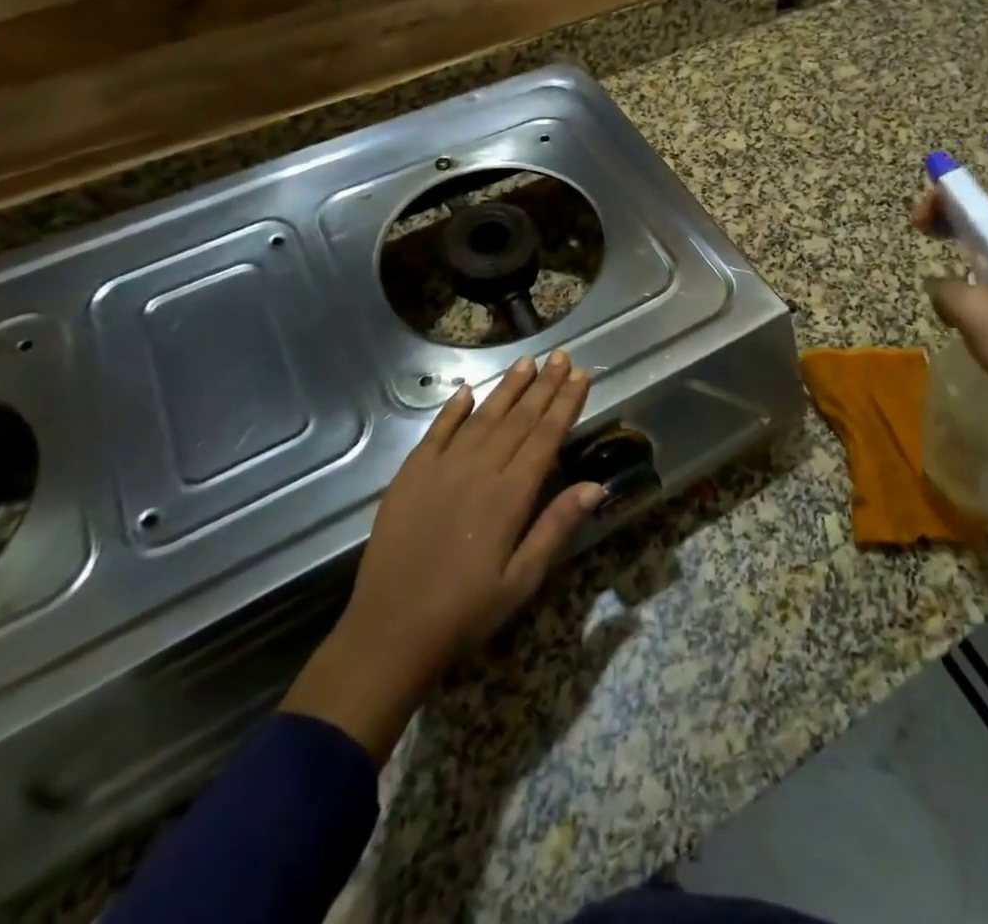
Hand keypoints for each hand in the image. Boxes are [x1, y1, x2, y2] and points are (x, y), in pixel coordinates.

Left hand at [282, 352, 601, 760]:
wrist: (390, 631)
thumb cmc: (466, 612)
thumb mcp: (523, 580)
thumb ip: (557, 526)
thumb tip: (596, 485)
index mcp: (510, 494)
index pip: (546, 436)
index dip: (566, 403)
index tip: (582, 375)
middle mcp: (479, 469)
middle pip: (519, 418)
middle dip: (544, 385)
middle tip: (562, 356)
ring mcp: (441, 468)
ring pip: (483, 417)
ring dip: (507, 388)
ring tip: (527, 361)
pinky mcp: (411, 475)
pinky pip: (437, 432)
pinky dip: (453, 409)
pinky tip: (467, 391)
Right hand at [914, 182, 987, 520]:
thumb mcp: (975, 316)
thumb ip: (946, 289)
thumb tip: (940, 285)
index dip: (948, 197)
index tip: (919, 221)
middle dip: (955, 212)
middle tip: (924, 230)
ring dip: (968, 235)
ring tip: (943, 252)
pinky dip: (984, 258)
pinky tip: (971, 285)